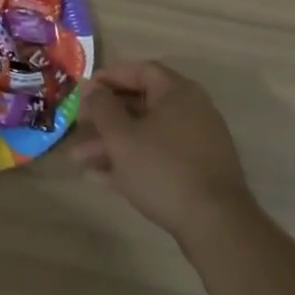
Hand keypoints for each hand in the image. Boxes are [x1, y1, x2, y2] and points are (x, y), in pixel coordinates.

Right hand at [70, 61, 254, 240]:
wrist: (215, 224)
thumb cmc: (162, 168)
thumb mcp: (121, 136)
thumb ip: (102, 107)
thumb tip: (93, 89)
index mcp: (177, 93)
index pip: (141, 70)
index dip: (110, 77)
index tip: (85, 91)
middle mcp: (192, 111)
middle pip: (141, 104)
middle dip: (106, 118)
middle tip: (79, 126)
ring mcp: (198, 143)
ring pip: (147, 134)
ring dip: (113, 143)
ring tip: (80, 160)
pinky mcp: (198, 172)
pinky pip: (159, 156)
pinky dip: (133, 161)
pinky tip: (103, 179)